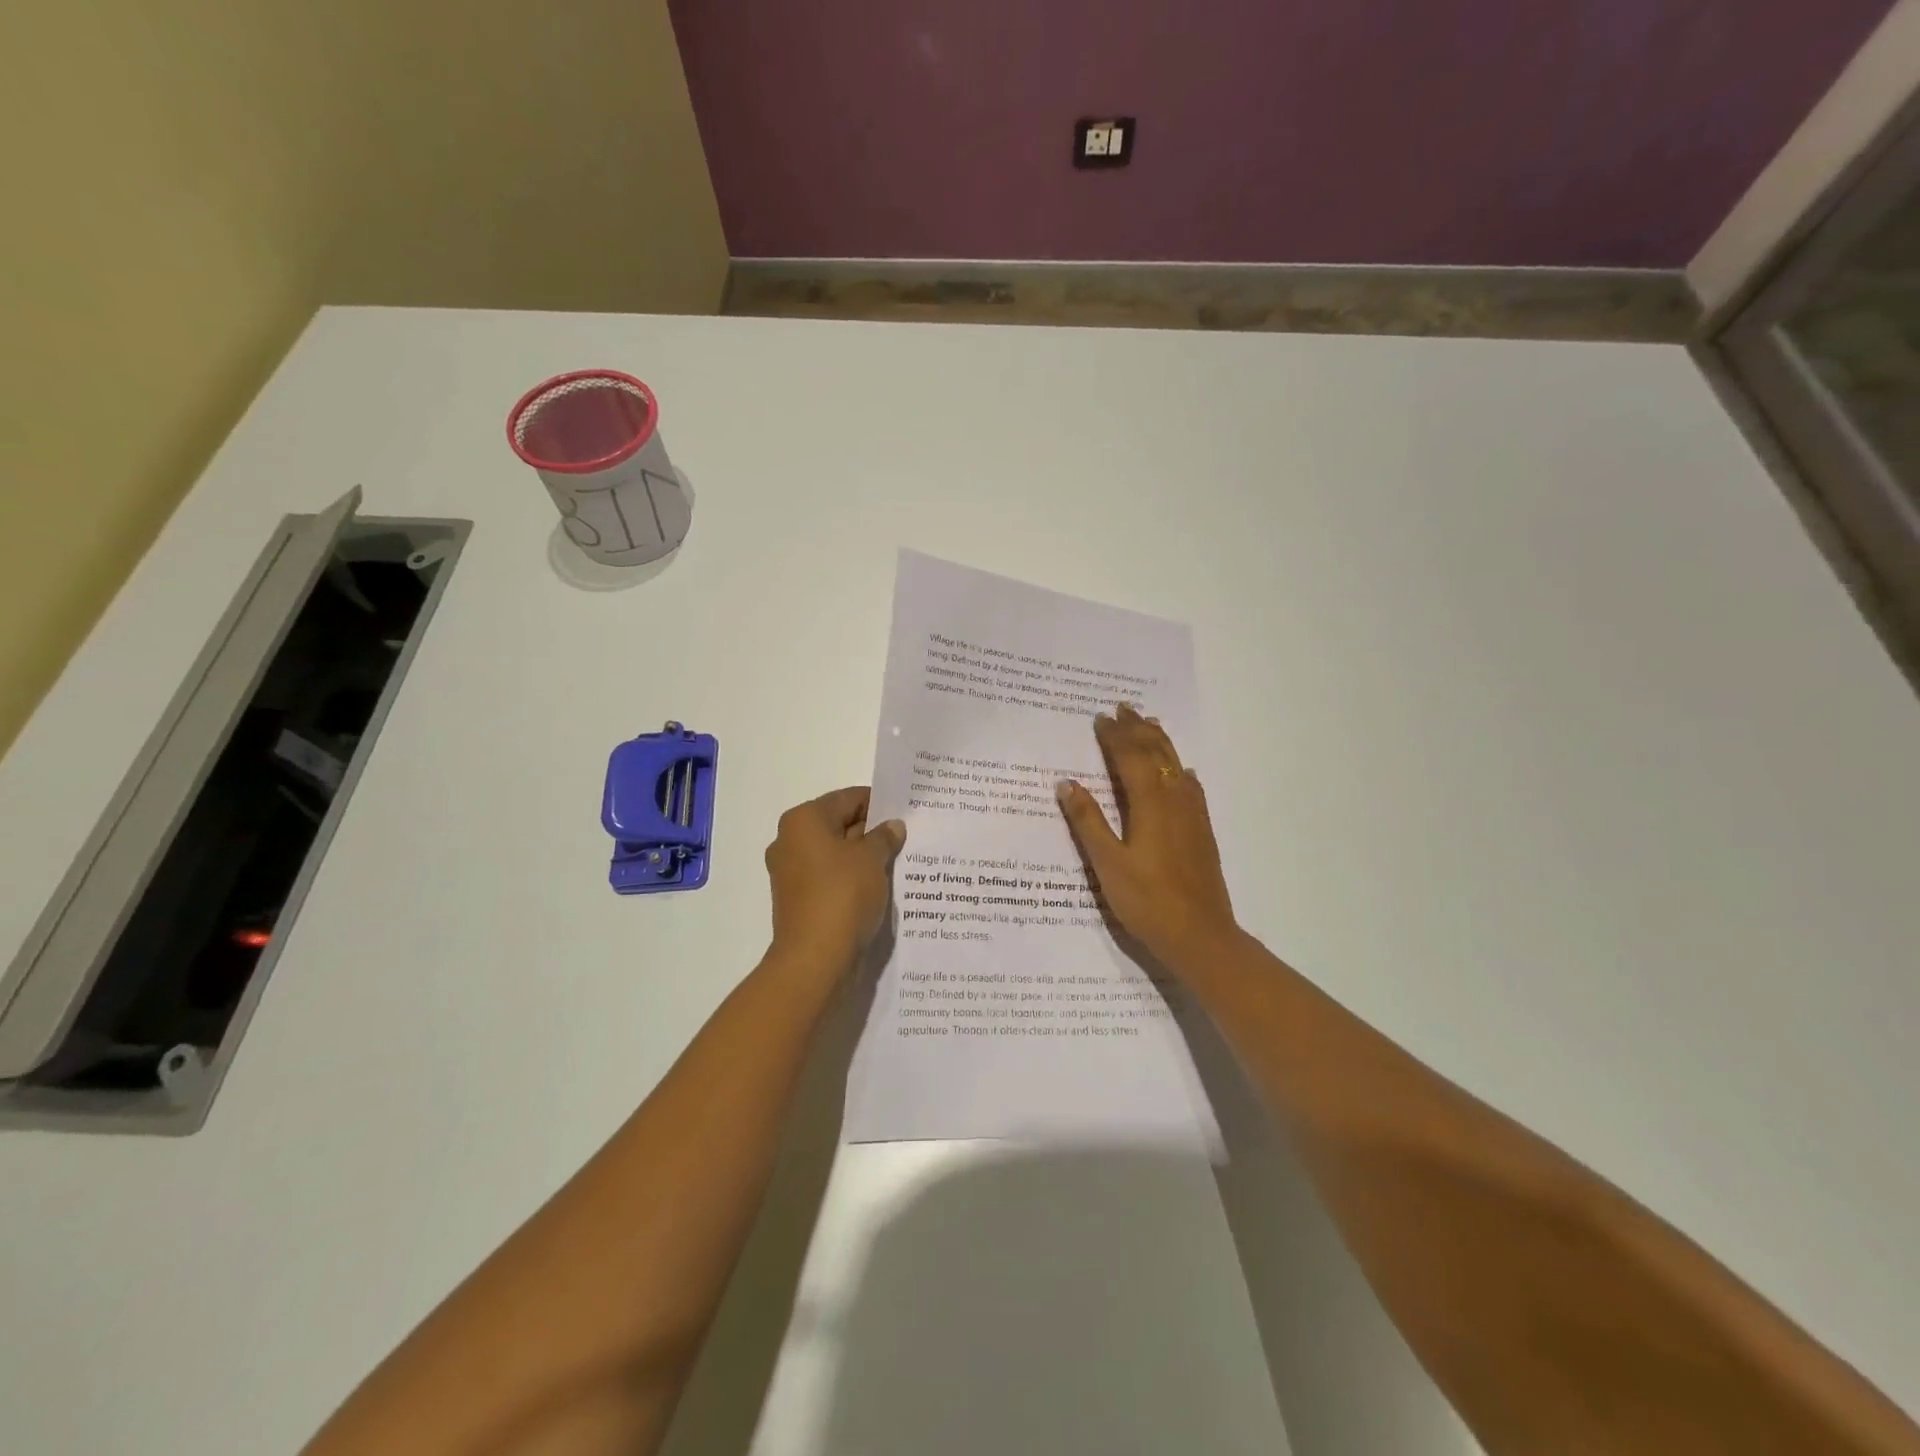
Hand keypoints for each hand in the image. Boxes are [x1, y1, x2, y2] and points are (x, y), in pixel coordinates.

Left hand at [765, 786, 906, 978]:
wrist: (815, 960)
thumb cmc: (842, 896)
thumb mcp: (872, 859)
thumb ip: (884, 837)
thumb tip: (892, 826)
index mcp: (803, 821)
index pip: (848, 799)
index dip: (879, 803)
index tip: (907, 812)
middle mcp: (791, 842)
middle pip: (840, 825)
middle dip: (873, 831)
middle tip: (909, 837)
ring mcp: (793, 873)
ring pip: (837, 855)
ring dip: (865, 858)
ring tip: (901, 862)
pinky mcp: (800, 901)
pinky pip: (832, 879)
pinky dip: (854, 879)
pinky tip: (882, 886)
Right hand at [1056, 704, 1238, 971]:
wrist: (1201, 936)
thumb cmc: (1147, 902)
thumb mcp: (1107, 864)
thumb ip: (1088, 822)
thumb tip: (1067, 783)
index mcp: (1150, 805)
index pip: (1131, 758)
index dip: (1115, 737)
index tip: (1101, 717)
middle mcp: (1175, 801)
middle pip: (1157, 755)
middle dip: (1138, 730)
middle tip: (1123, 708)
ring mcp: (1193, 815)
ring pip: (1177, 766)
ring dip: (1161, 742)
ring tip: (1150, 723)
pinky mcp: (1203, 831)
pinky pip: (1192, 786)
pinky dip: (1181, 769)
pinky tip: (1182, 771)